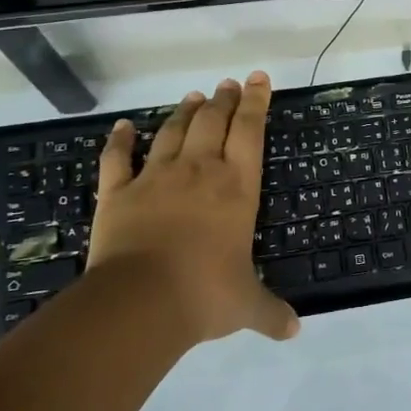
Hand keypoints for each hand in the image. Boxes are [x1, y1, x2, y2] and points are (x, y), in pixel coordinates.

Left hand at [89, 71, 298, 345]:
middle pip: (212, 122)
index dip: (256, 102)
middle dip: (224, 99)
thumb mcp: (247, 305)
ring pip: (171, 132)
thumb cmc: (205, 294)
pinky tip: (121, 127)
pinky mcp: (117, 193)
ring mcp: (155, 178)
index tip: (259, 80)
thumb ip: (271, 312)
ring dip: (184, 111)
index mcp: (236, 188)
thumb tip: (294, 330)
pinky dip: (118, 141)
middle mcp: (198, 172)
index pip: (250, 132)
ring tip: (194, 96)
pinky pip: (116, 159)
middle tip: (229, 83)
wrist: (141, 301)